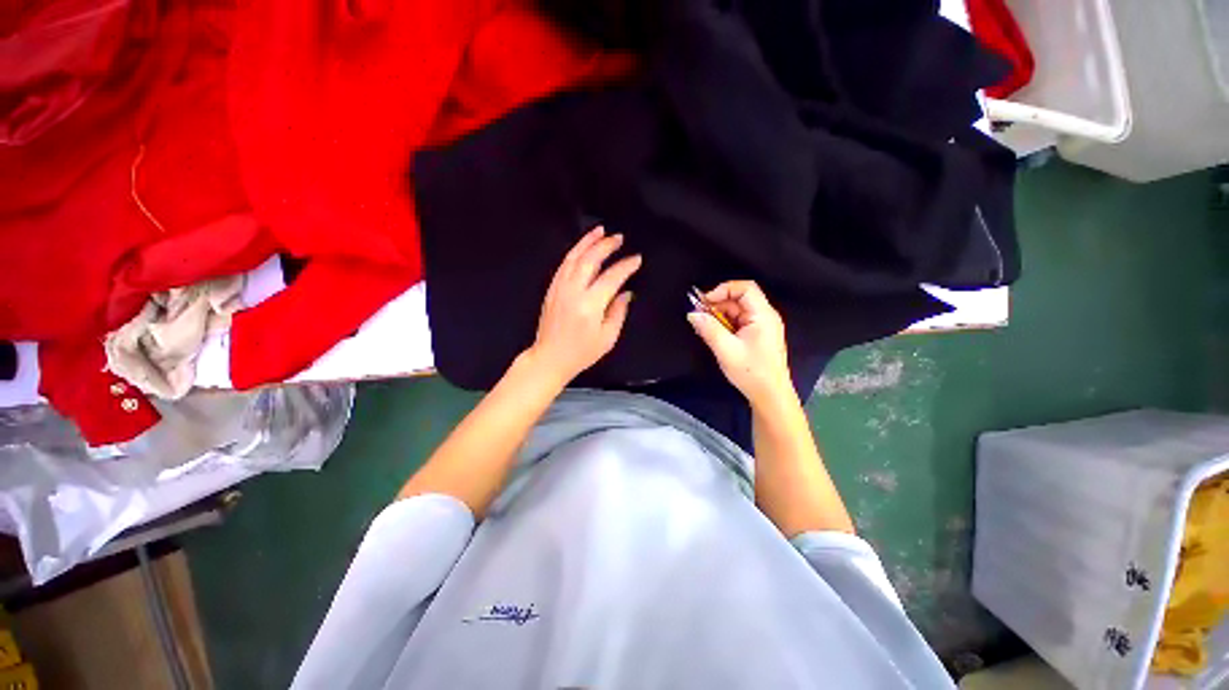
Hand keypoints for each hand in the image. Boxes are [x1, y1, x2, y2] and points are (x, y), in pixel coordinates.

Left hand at [526, 226, 641, 385]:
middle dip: (606, 245)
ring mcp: (559, 288)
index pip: (612, 277)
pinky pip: (563, 264)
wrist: (550, 357)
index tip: (637, 259)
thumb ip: (618, 312)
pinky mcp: (552, 289)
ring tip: (600, 231)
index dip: (626, 266)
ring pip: (574, 257)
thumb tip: (626, 292)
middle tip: (619, 237)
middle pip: (590, 260)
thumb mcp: (607, 337)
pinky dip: (574, 252)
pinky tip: (582, 247)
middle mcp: (573, 291)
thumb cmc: (582, 352)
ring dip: (587, 242)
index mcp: (590, 305)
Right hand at [687, 280, 792, 405]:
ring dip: (720, 316)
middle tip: (700, 316)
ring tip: (706, 328)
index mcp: (763, 315)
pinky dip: (726, 325)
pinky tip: (715, 335)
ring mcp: (762, 326)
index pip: (745, 288)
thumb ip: (708, 329)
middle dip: (718, 305)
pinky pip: (739, 322)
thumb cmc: (751, 372)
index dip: (724, 290)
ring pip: (738, 311)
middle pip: (740, 299)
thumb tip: (692, 314)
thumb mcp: (726, 350)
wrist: (770, 396)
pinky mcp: (758, 336)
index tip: (705, 302)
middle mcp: (765, 316)